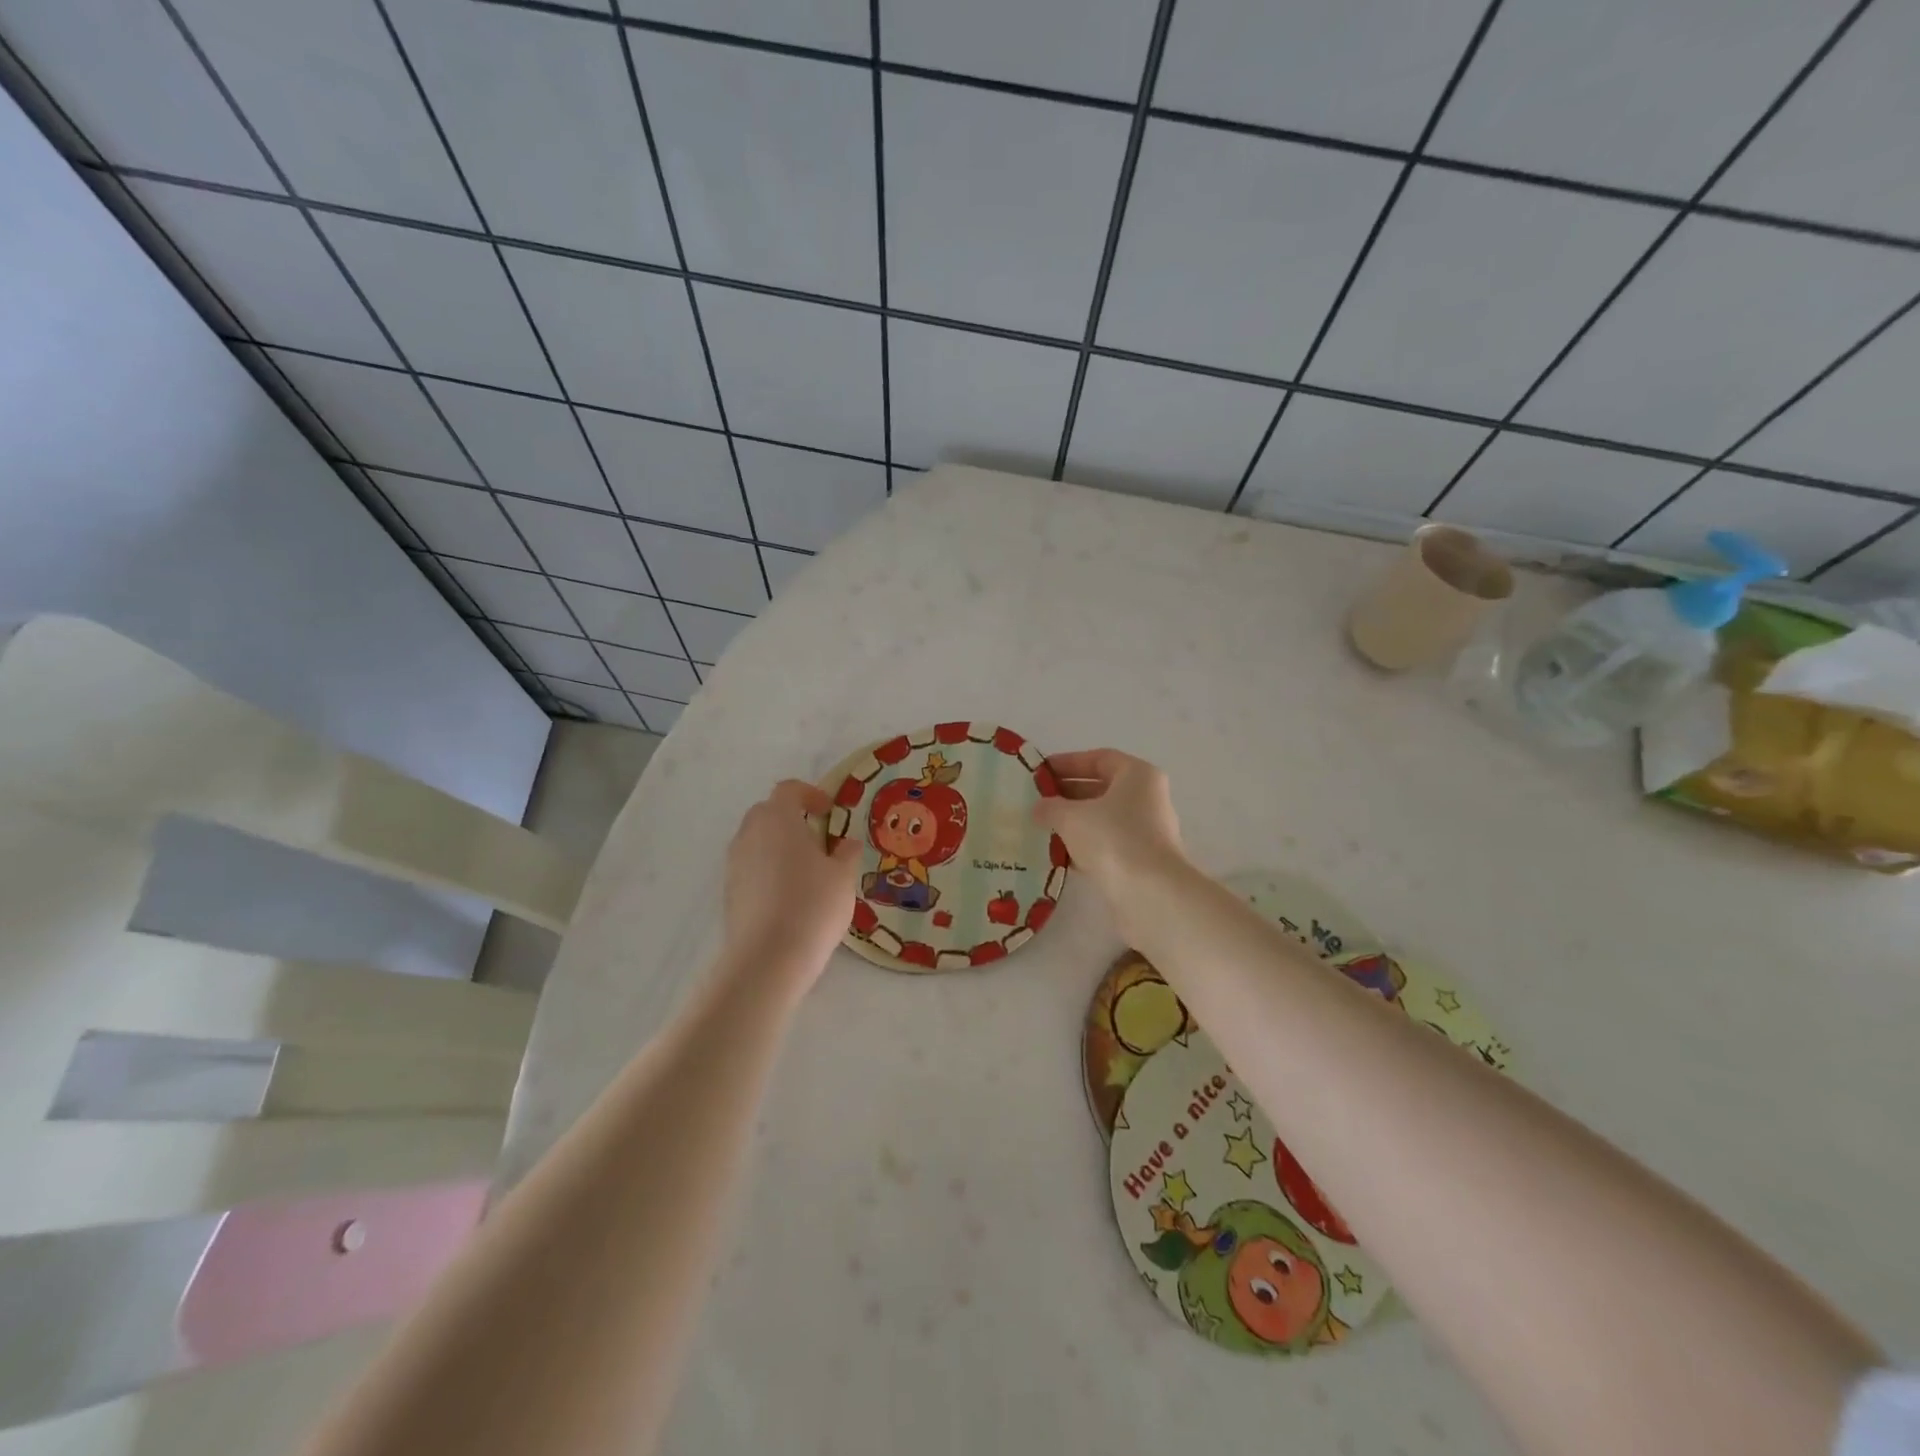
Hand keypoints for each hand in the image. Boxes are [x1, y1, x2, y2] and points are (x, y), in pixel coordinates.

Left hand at [722, 780, 862, 989]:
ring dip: (778, 845)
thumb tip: (845, 843)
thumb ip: (846, 853)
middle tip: (818, 838)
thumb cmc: (812, 906)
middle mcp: (750, 834)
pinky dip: (768, 870)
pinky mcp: (729, 892)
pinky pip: (750, 867)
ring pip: (756, 841)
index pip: (789, 790)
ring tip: (805, 870)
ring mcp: (734, 864)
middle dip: (792, 818)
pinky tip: (789, 896)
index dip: (810, 794)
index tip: (829, 811)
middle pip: (768, 812)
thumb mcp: (843, 877)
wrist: (767, 959)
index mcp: (778, 819)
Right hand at [1035, 749, 1185, 895]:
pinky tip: (1057, 855)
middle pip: (1102, 789)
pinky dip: (1084, 847)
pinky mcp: (1141, 861)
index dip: (1068, 763)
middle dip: (1067, 794)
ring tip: (1041, 828)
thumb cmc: (1113, 839)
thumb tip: (1039, 808)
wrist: (1150, 894)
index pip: (1099, 759)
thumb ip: (1051, 807)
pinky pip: (1107, 845)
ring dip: (1074, 823)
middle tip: (1036, 802)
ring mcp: (1147, 832)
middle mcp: (1147, 799)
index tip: (1041, 773)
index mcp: (1138, 776)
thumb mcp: (1071, 817)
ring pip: (1103, 819)